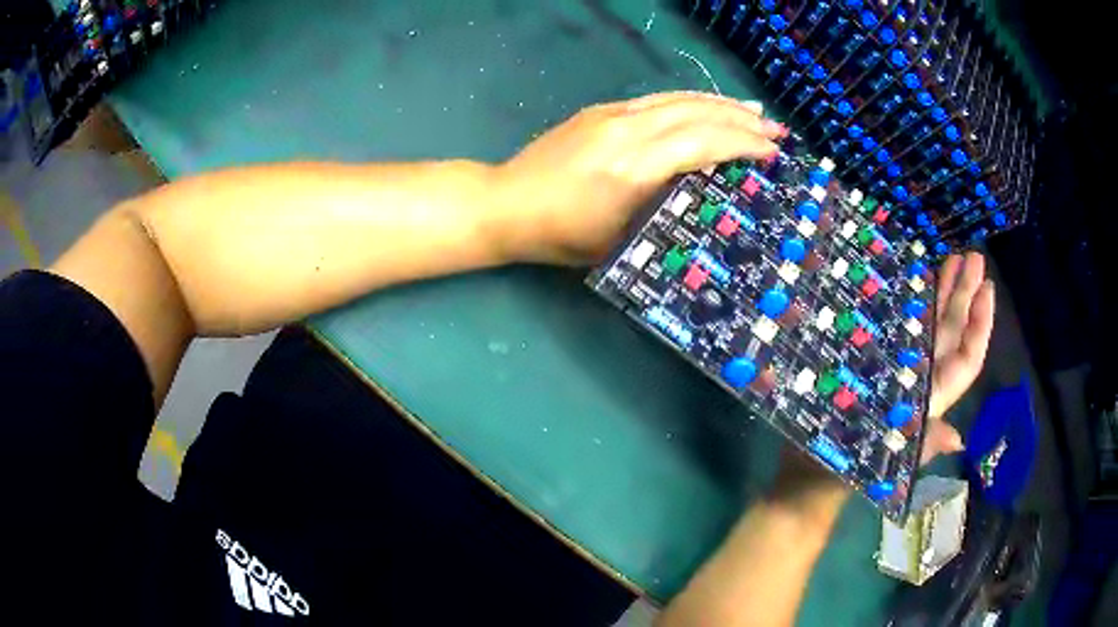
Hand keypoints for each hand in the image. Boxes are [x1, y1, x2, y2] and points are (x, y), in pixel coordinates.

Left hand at [491, 92, 784, 264]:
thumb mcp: (619, 238)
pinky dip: (689, 100)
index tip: (772, 153)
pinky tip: (705, 105)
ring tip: (753, 111)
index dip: (741, 145)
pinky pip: (657, 99)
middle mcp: (628, 131)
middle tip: (776, 131)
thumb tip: (702, 192)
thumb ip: (662, 209)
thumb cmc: (561, 235)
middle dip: (742, 121)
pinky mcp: (601, 110)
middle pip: (697, 115)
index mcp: (634, 169)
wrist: (507, 203)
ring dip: (720, 104)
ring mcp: (613, 115)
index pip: (702, 144)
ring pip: (679, 100)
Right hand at [773, 252, 994, 504]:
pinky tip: (916, 277)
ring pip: (932, 324)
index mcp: (930, 397)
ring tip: (953, 257)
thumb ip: (921, 446)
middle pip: (953, 332)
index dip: (980, 325)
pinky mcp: (878, 357)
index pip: (966, 359)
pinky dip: (913, 300)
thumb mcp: (886, 463)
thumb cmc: (846, 467)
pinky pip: (904, 323)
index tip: (986, 286)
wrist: (808, 472)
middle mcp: (922, 376)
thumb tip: (958, 439)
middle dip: (966, 294)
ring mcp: (901, 364)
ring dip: (945, 290)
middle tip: (973, 256)